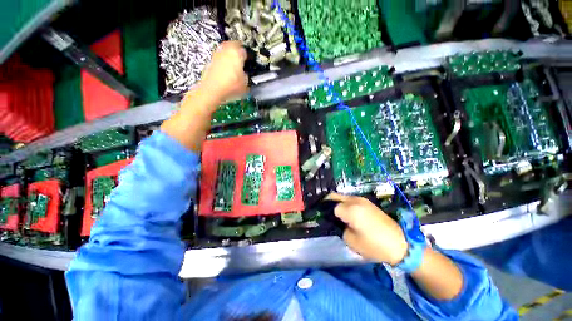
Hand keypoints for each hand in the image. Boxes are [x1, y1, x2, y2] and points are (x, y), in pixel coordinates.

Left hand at [198, 41, 248, 102]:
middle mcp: (226, 50)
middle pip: (233, 45)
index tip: (249, 61)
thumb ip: (246, 76)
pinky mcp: (211, 61)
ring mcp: (217, 54)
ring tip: (234, 65)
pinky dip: (223, 62)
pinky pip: (220, 58)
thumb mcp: (245, 83)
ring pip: (225, 51)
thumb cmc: (230, 85)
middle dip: (238, 50)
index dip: (248, 56)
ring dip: (230, 55)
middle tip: (241, 58)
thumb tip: (245, 76)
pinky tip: (226, 72)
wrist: (213, 90)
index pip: (245, 50)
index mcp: (237, 53)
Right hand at [326, 193, 407, 264]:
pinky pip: (351, 199)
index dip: (330, 215)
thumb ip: (340, 228)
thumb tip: (338, 221)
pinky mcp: (368, 202)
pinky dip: (346, 204)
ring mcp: (362, 200)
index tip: (329, 221)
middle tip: (326, 213)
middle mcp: (355, 200)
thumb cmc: (374, 245)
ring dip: (337, 203)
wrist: (400, 244)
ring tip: (337, 214)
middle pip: (335, 196)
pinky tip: (348, 213)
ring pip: (343, 197)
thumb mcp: (351, 241)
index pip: (332, 208)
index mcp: (350, 210)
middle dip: (329, 203)